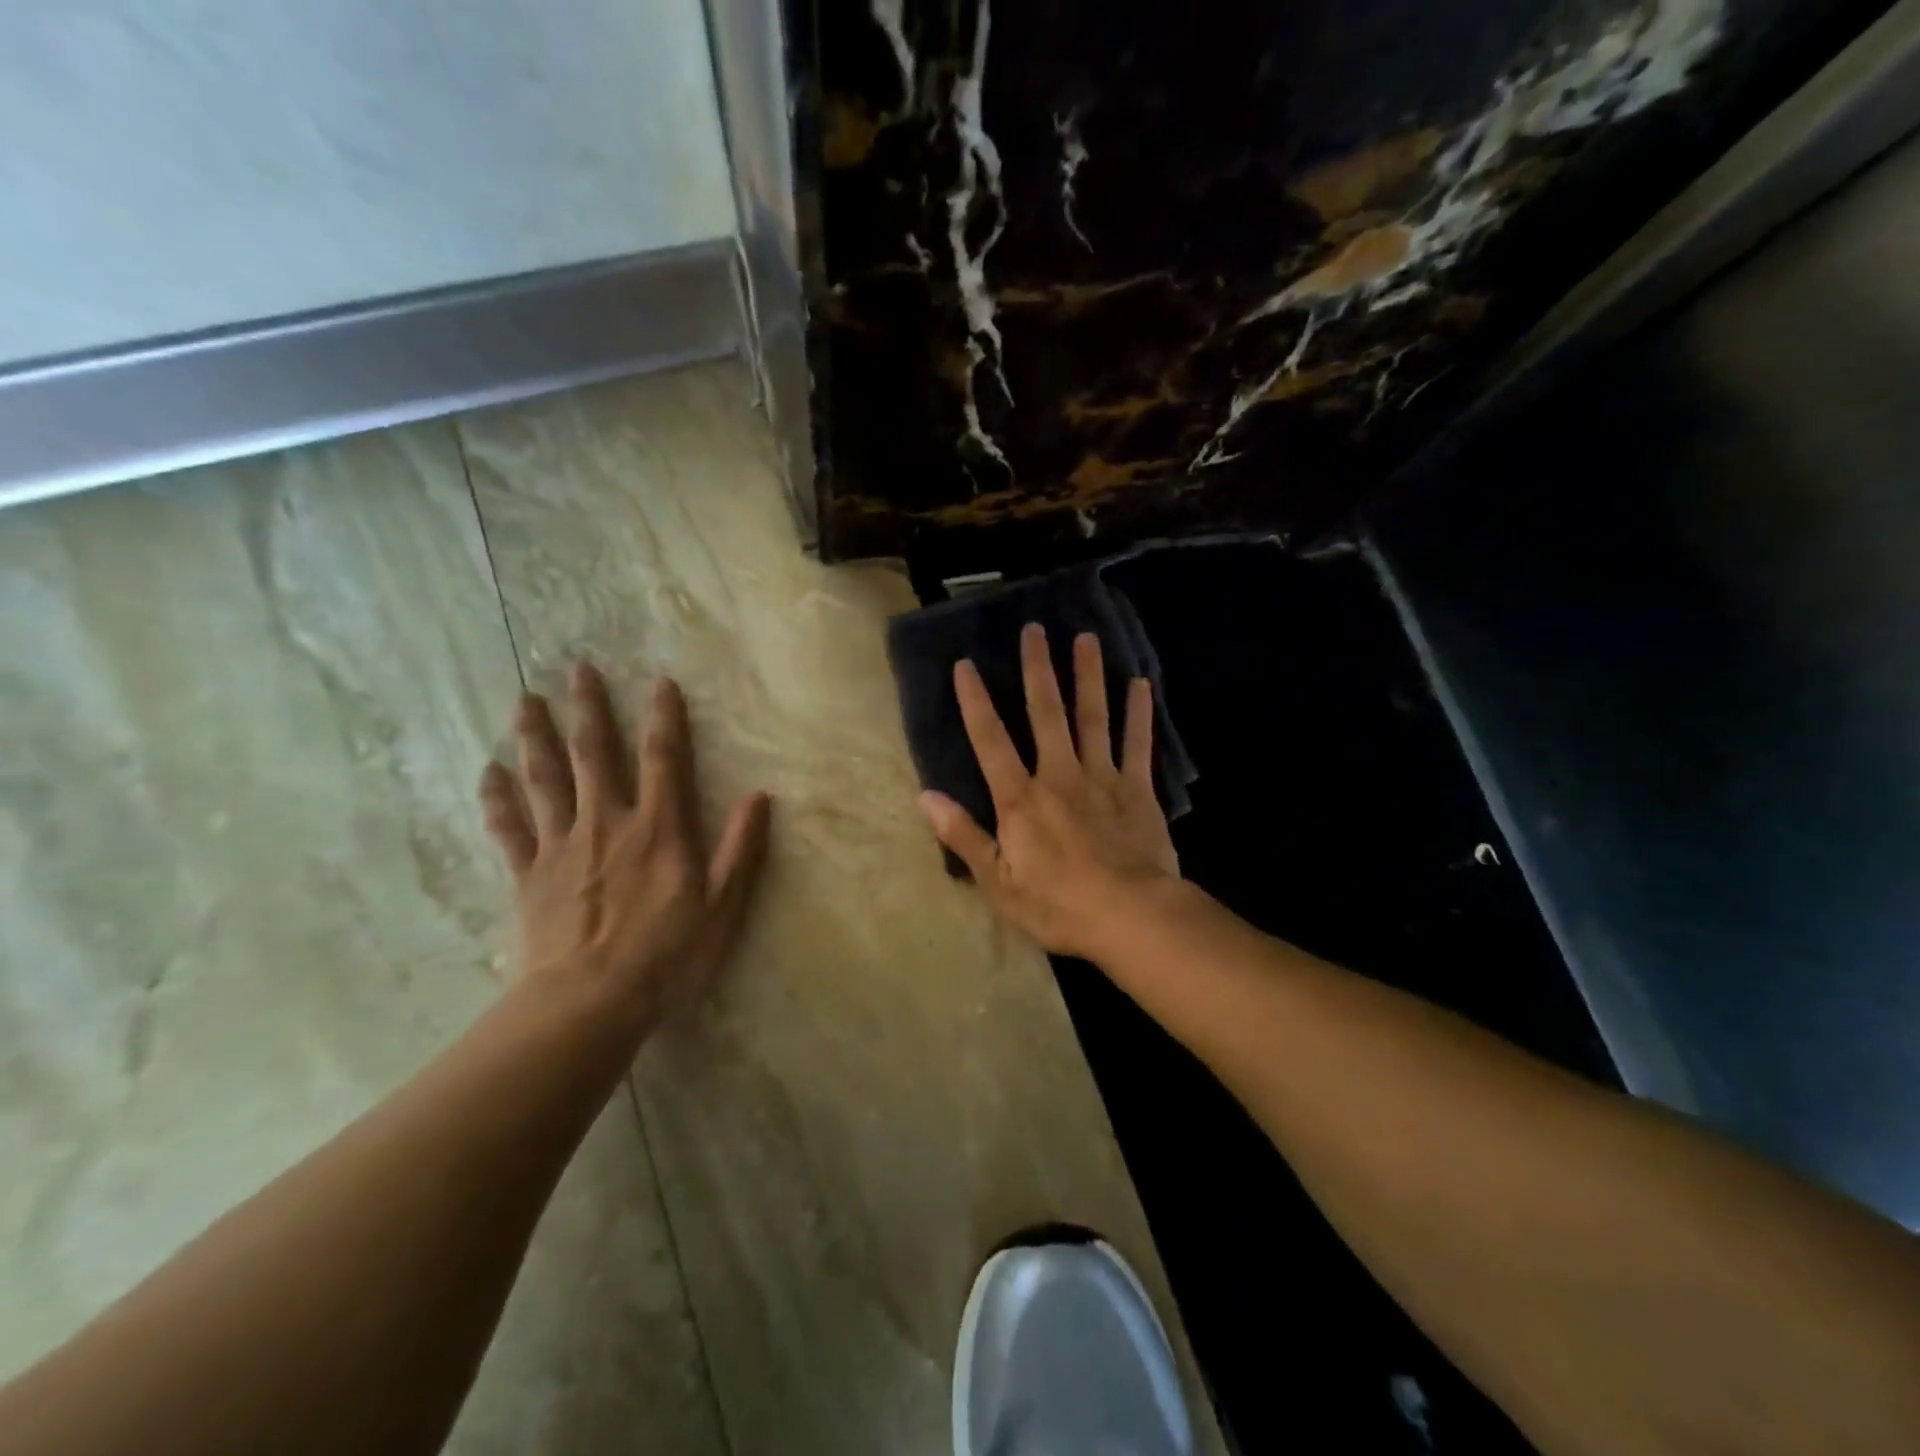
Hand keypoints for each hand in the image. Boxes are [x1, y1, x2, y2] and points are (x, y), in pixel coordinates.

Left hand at [478, 662, 771, 1039]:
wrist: (587, 1004)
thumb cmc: (666, 956)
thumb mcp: (722, 906)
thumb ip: (741, 849)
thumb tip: (761, 796)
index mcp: (658, 829)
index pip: (662, 758)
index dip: (664, 717)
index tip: (659, 681)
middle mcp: (607, 823)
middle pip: (595, 754)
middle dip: (589, 709)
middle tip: (578, 668)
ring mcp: (561, 847)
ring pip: (545, 780)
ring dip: (535, 737)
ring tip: (526, 700)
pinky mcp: (528, 875)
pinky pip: (508, 828)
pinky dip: (497, 798)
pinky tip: (487, 771)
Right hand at [919, 624, 1178, 960]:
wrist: (1130, 916)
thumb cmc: (1058, 904)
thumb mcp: (998, 882)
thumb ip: (963, 836)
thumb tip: (925, 797)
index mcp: (1021, 798)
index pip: (990, 740)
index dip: (975, 701)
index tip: (965, 664)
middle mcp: (1059, 774)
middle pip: (1046, 712)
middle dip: (1037, 669)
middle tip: (1035, 628)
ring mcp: (1102, 778)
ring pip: (1093, 716)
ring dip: (1088, 676)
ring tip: (1086, 639)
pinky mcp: (1138, 789)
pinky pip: (1137, 744)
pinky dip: (1139, 713)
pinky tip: (1141, 683)